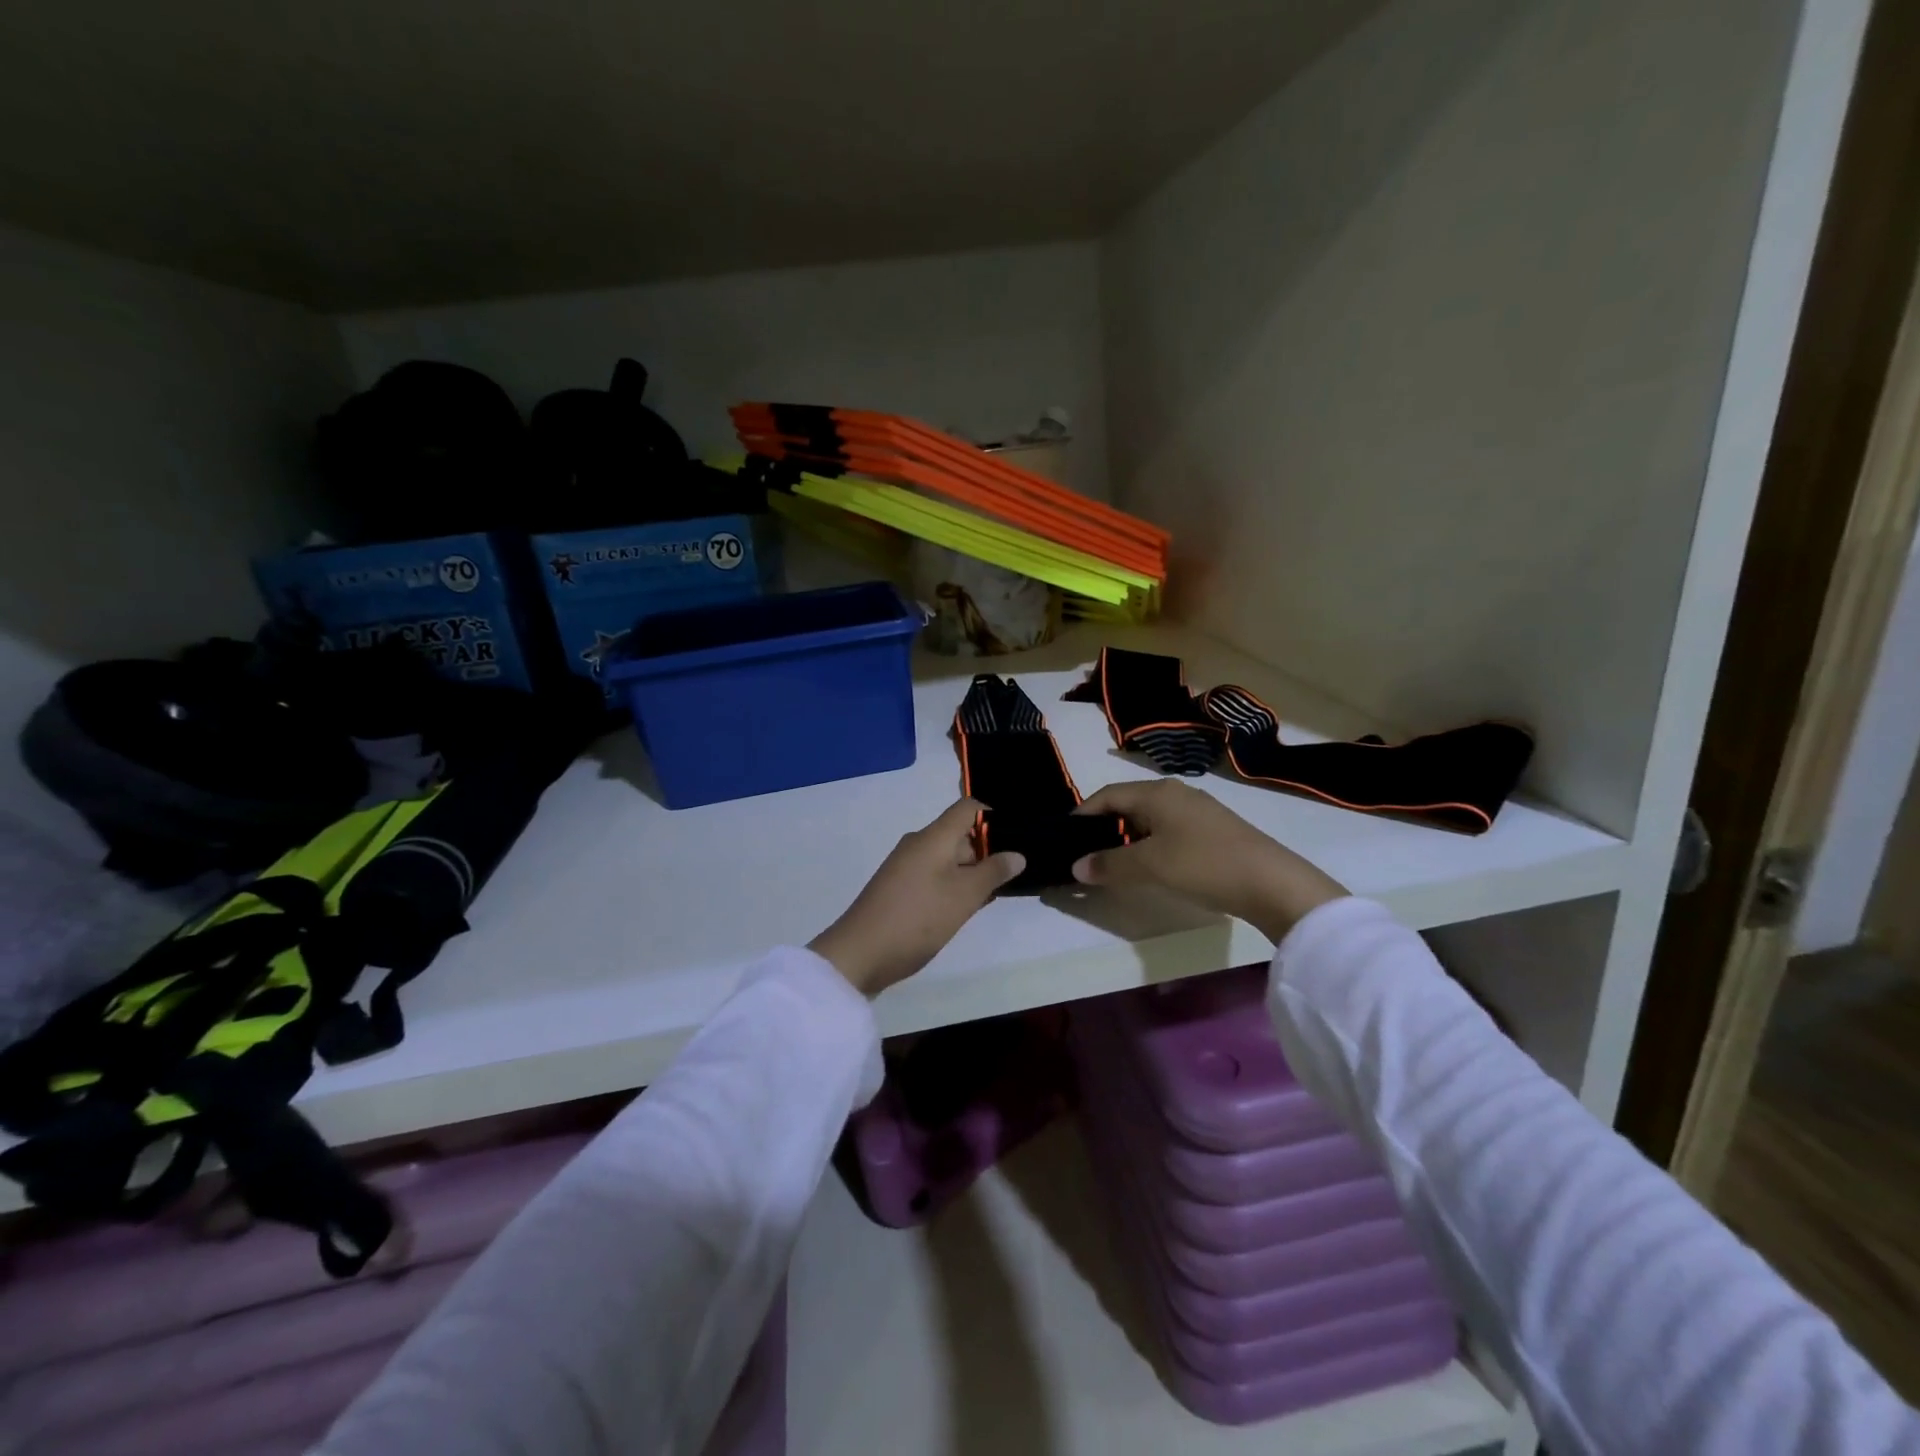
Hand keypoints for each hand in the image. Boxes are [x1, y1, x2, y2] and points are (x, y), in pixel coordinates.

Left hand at [810, 800, 1025, 995]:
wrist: (859, 954)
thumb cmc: (917, 918)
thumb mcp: (963, 896)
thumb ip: (993, 872)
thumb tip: (1017, 854)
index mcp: (933, 837)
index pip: (968, 808)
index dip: (994, 816)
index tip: (1017, 839)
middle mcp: (918, 844)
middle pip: (959, 834)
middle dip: (987, 852)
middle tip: (1015, 876)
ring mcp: (906, 867)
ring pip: (948, 859)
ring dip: (972, 873)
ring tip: (996, 895)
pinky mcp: (899, 889)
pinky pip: (934, 876)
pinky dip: (954, 887)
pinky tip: (967, 908)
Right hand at [1071, 780, 1346, 941]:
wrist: (1272, 882)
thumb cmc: (1203, 864)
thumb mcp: (1149, 866)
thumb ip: (1109, 864)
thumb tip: (1076, 867)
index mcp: (1156, 792)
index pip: (1106, 795)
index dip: (1082, 815)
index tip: (1064, 838)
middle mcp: (1175, 793)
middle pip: (1127, 804)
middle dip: (1104, 828)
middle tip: (1086, 855)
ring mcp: (1197, 810)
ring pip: (1149, 819)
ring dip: (1128, 839)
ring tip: (1114, 864)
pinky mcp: (1213, 830)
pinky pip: (1168, 830)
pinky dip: (1151, 845)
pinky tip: (1152, 867)